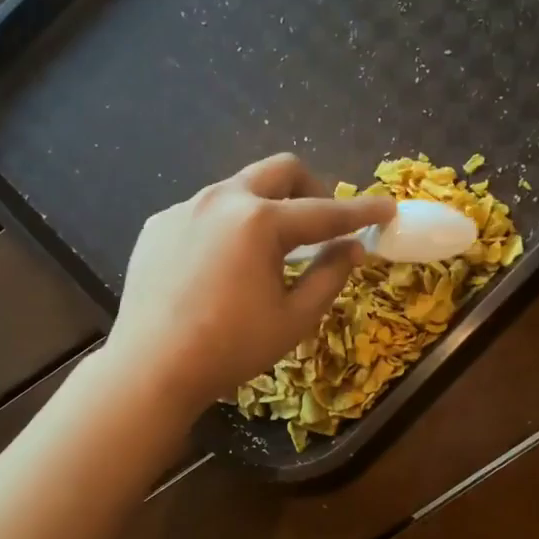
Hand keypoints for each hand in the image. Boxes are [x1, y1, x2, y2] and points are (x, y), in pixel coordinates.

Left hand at [100, 154, 395, 420]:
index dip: (361, 212)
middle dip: (311, 189)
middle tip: (321, 224)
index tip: (388, 208)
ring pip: (239, 188)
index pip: (324, 211)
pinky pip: (205, 211)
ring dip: (267, 207)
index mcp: (259, 221)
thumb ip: (329, 276)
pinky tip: (222, 267)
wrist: (151, 368)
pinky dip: (229, 226)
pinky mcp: (159, 224)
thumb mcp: (293, 319)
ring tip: (268, 251)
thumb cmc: (230, 348)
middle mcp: (220, 199)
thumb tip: (352, 248)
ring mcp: (184, 208)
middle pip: (280, 171)